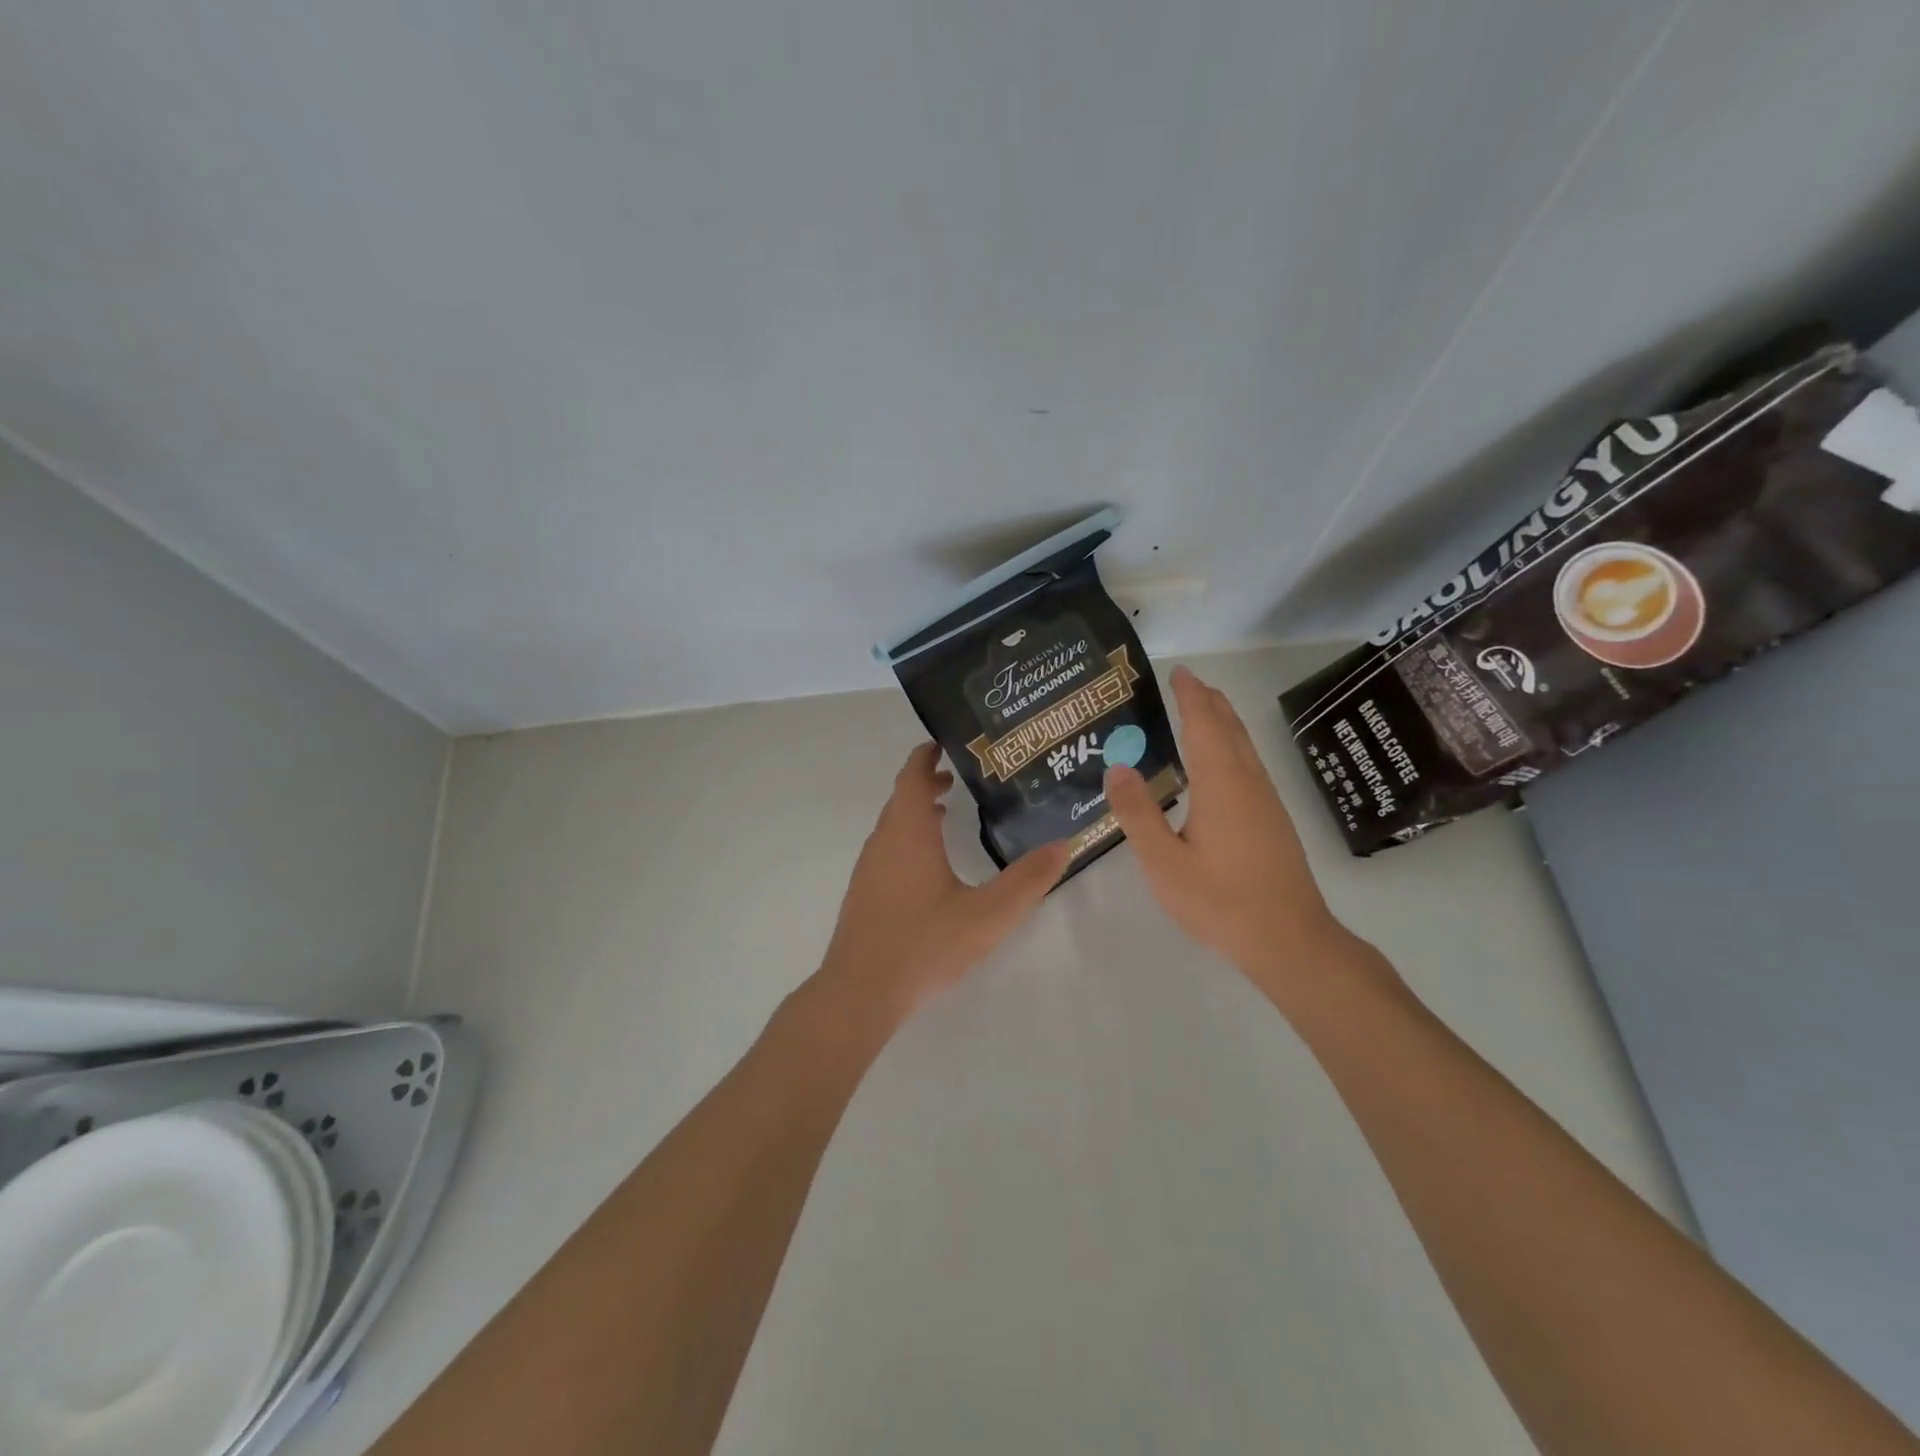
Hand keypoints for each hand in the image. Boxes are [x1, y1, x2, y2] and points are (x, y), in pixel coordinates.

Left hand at [814, 743, 1069, 1030]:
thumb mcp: (988, 915)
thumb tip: (1063, 844)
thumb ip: (1028, 880)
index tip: (947, 743)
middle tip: (961, 778)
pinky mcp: (864, 892)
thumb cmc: (924, 944)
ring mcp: (869, 867)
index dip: (926, 756)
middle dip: (928, 781)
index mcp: (909, 832)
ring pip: (893, 824)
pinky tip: (931, 866)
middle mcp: (884, 841)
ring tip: (950, 813)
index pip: (913, 776)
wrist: (860, 993)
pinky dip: (909, 837)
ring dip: (918, 810)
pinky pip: (888, 847)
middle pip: (902, 796)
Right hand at [1103, 666, 1353, 1001]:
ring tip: (1203, 710)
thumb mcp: (1164, 863)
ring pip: (1244, 746)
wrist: (1290, 940)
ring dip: (1223, 722)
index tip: (1179, 671)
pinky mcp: (1273, 821)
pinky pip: (1249, 765)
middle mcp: (1248, 783)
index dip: (1190, 696)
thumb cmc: (1220, 901)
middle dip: (1209, 701)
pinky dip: (1231, 746)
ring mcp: (1266, 802)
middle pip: (1230, 728)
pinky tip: (1221, 766)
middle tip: (1187, 683)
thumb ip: (1138, 814)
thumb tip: (1117, 768)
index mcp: (1221, 784)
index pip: (1204, 725)